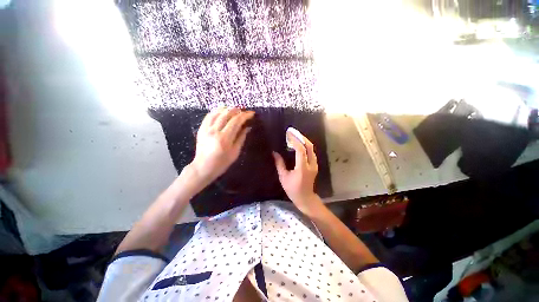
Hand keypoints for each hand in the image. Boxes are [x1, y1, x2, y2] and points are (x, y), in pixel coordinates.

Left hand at [190, 107, 254, 185]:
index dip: (245, 115)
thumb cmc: (221, 163)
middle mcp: (214, 131)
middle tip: (244, 112)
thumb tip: (247, 127)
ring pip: (217, 112)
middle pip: (227, 114)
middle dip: (237, 110)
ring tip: (235, 111)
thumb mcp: (235, 152)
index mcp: (225, 138)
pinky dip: (217, 111)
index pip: (236, 121)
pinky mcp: (201, 129)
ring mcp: (206, 129)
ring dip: (228, 109)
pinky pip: (209, 116)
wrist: (203, 167)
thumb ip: (241, 138)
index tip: (251, 113)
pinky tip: (223, 112)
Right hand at [273, 129, 322, 215]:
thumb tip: (274, 153)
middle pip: (309, 147)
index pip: (301, 150)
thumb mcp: (283, 177)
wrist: (305, 198)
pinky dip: (306, 146)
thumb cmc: (293, 189)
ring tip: (295, 137)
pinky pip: (311, 152)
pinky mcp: (315, 165)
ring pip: (312, 149)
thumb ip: (279, 164)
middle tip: (293, 132)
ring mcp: (315, 165)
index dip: (295, 141)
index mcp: (302, 168)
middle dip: (301, 138)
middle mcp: (311, 165)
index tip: (289, 134)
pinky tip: (299, 145)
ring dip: (304, 141)